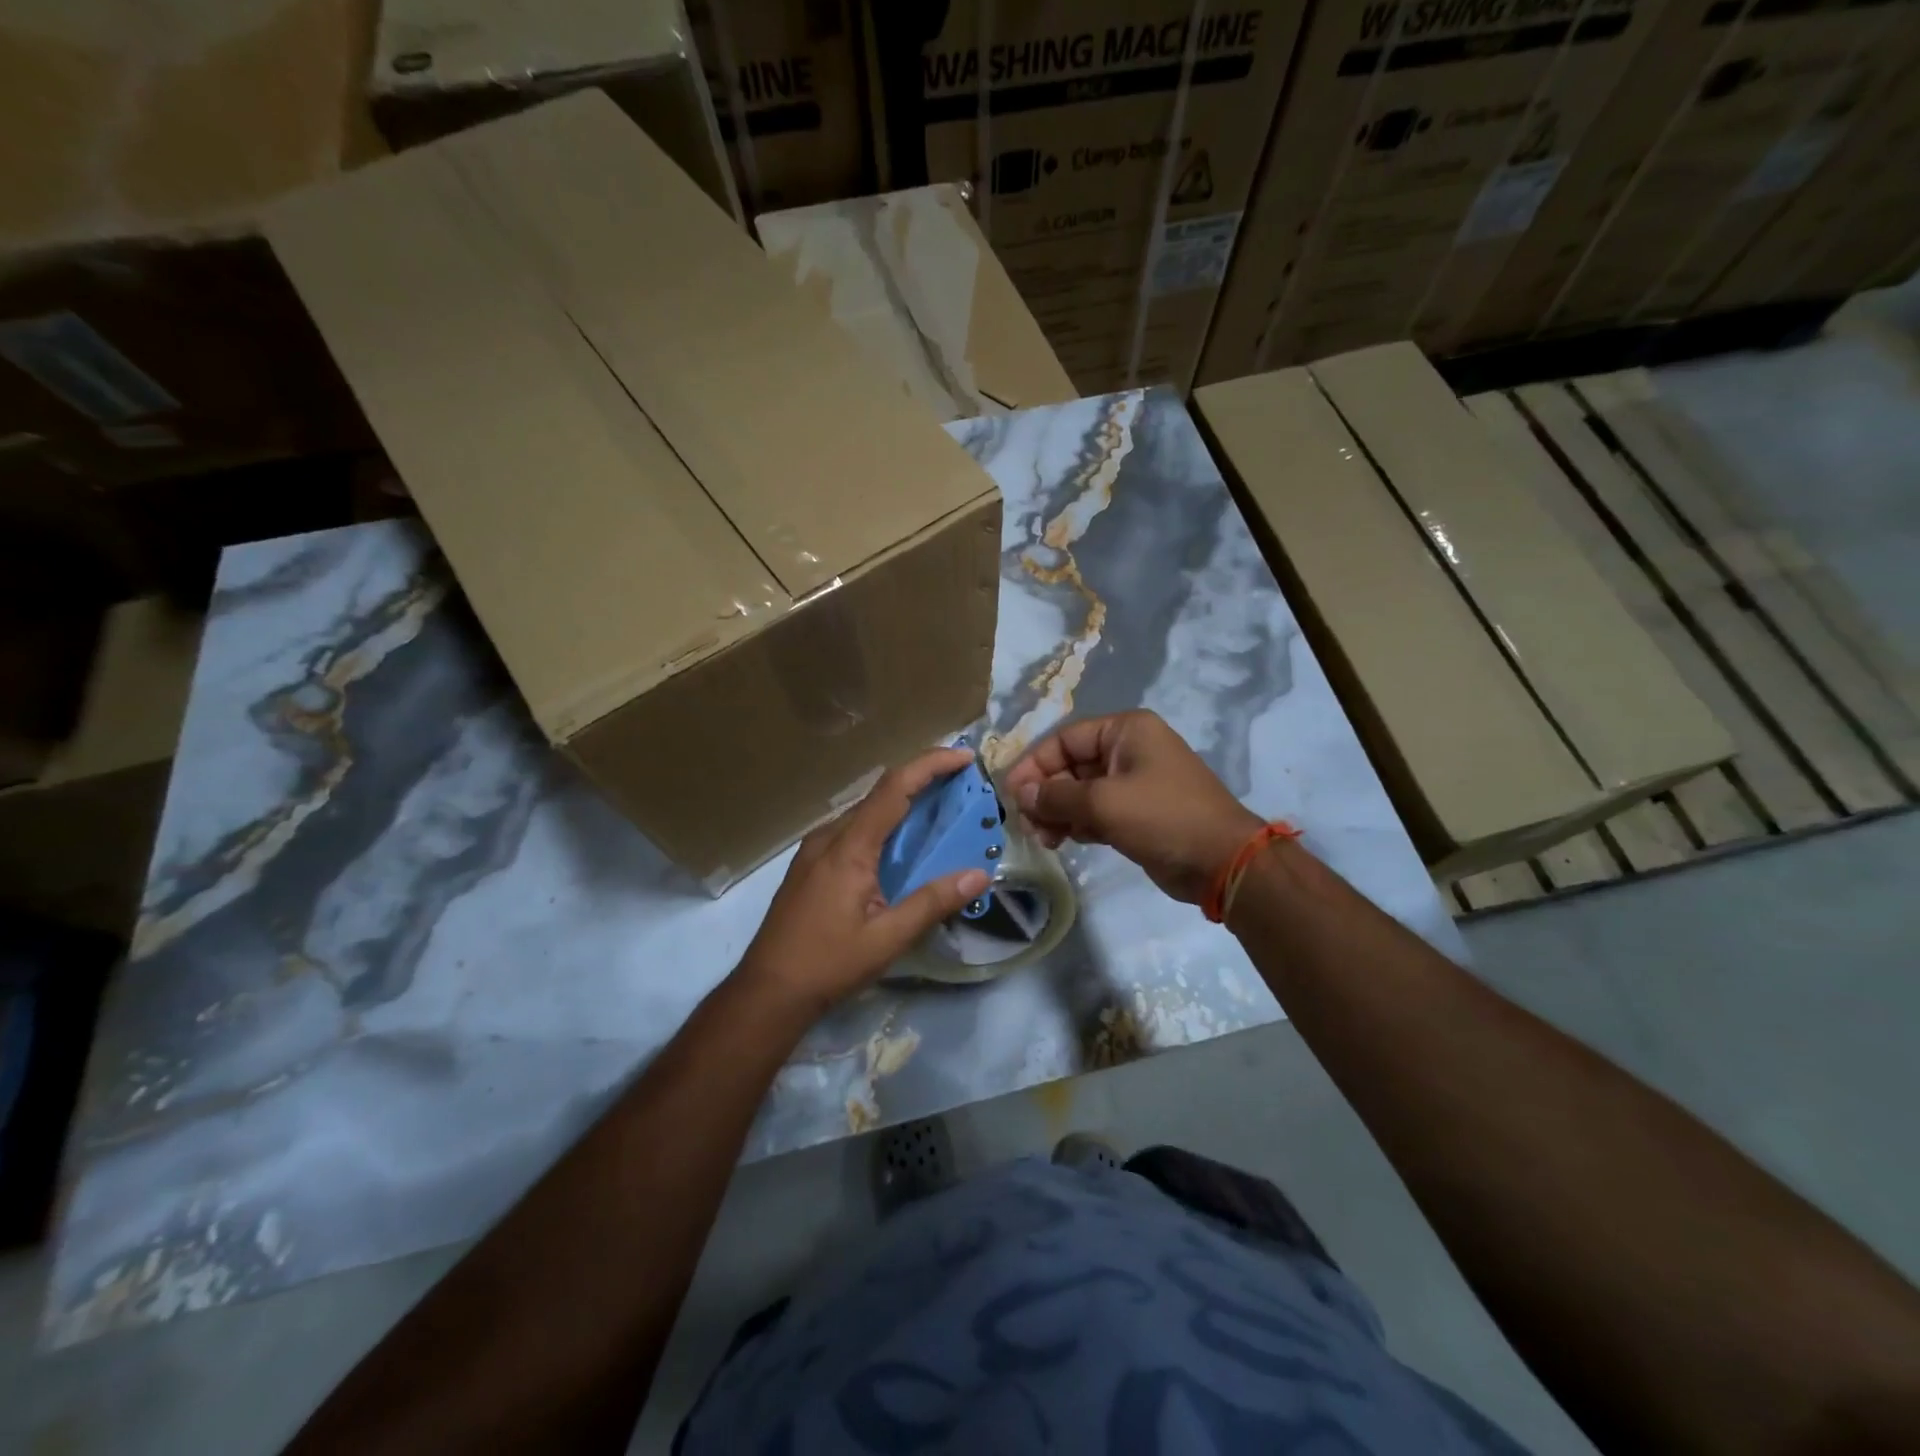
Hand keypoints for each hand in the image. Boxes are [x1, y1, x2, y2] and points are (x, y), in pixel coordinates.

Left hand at [734, 746, 992, 1019]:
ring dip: (902, 806)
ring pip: (865, 813)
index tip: (965, 757)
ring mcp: (814, 849)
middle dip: (923, 782)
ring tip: (938, 815)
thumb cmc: (828, 963)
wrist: (767, 990)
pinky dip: (883, 827)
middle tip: (962, 787)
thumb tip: (979, 874)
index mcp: (849, 846)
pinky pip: (852, 831)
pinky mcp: (809, 864)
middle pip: (880, 794)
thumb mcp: (887, 938)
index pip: (894, 788)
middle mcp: (829, 836)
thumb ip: (932, 902)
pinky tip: (898, 850)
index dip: (931, 764)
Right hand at [1003, 711, 1261, 904]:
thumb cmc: (1163, 817)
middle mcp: (1129, 750)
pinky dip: (1077, 824)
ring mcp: (1134, 782)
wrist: (1223, 861)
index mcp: (1125, 731)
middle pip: (1070, 765)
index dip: (1034, 764)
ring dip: (1058, 813)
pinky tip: (1063, 842)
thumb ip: (1056, 797)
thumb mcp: (1103, 803)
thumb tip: (1021, 794)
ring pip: (1080, 792)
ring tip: (1044, 839)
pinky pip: (1096, 812)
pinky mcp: (1137, 813)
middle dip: (1046, 794)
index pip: (1065, 739)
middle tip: (1027, 824)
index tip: (1011, 794)